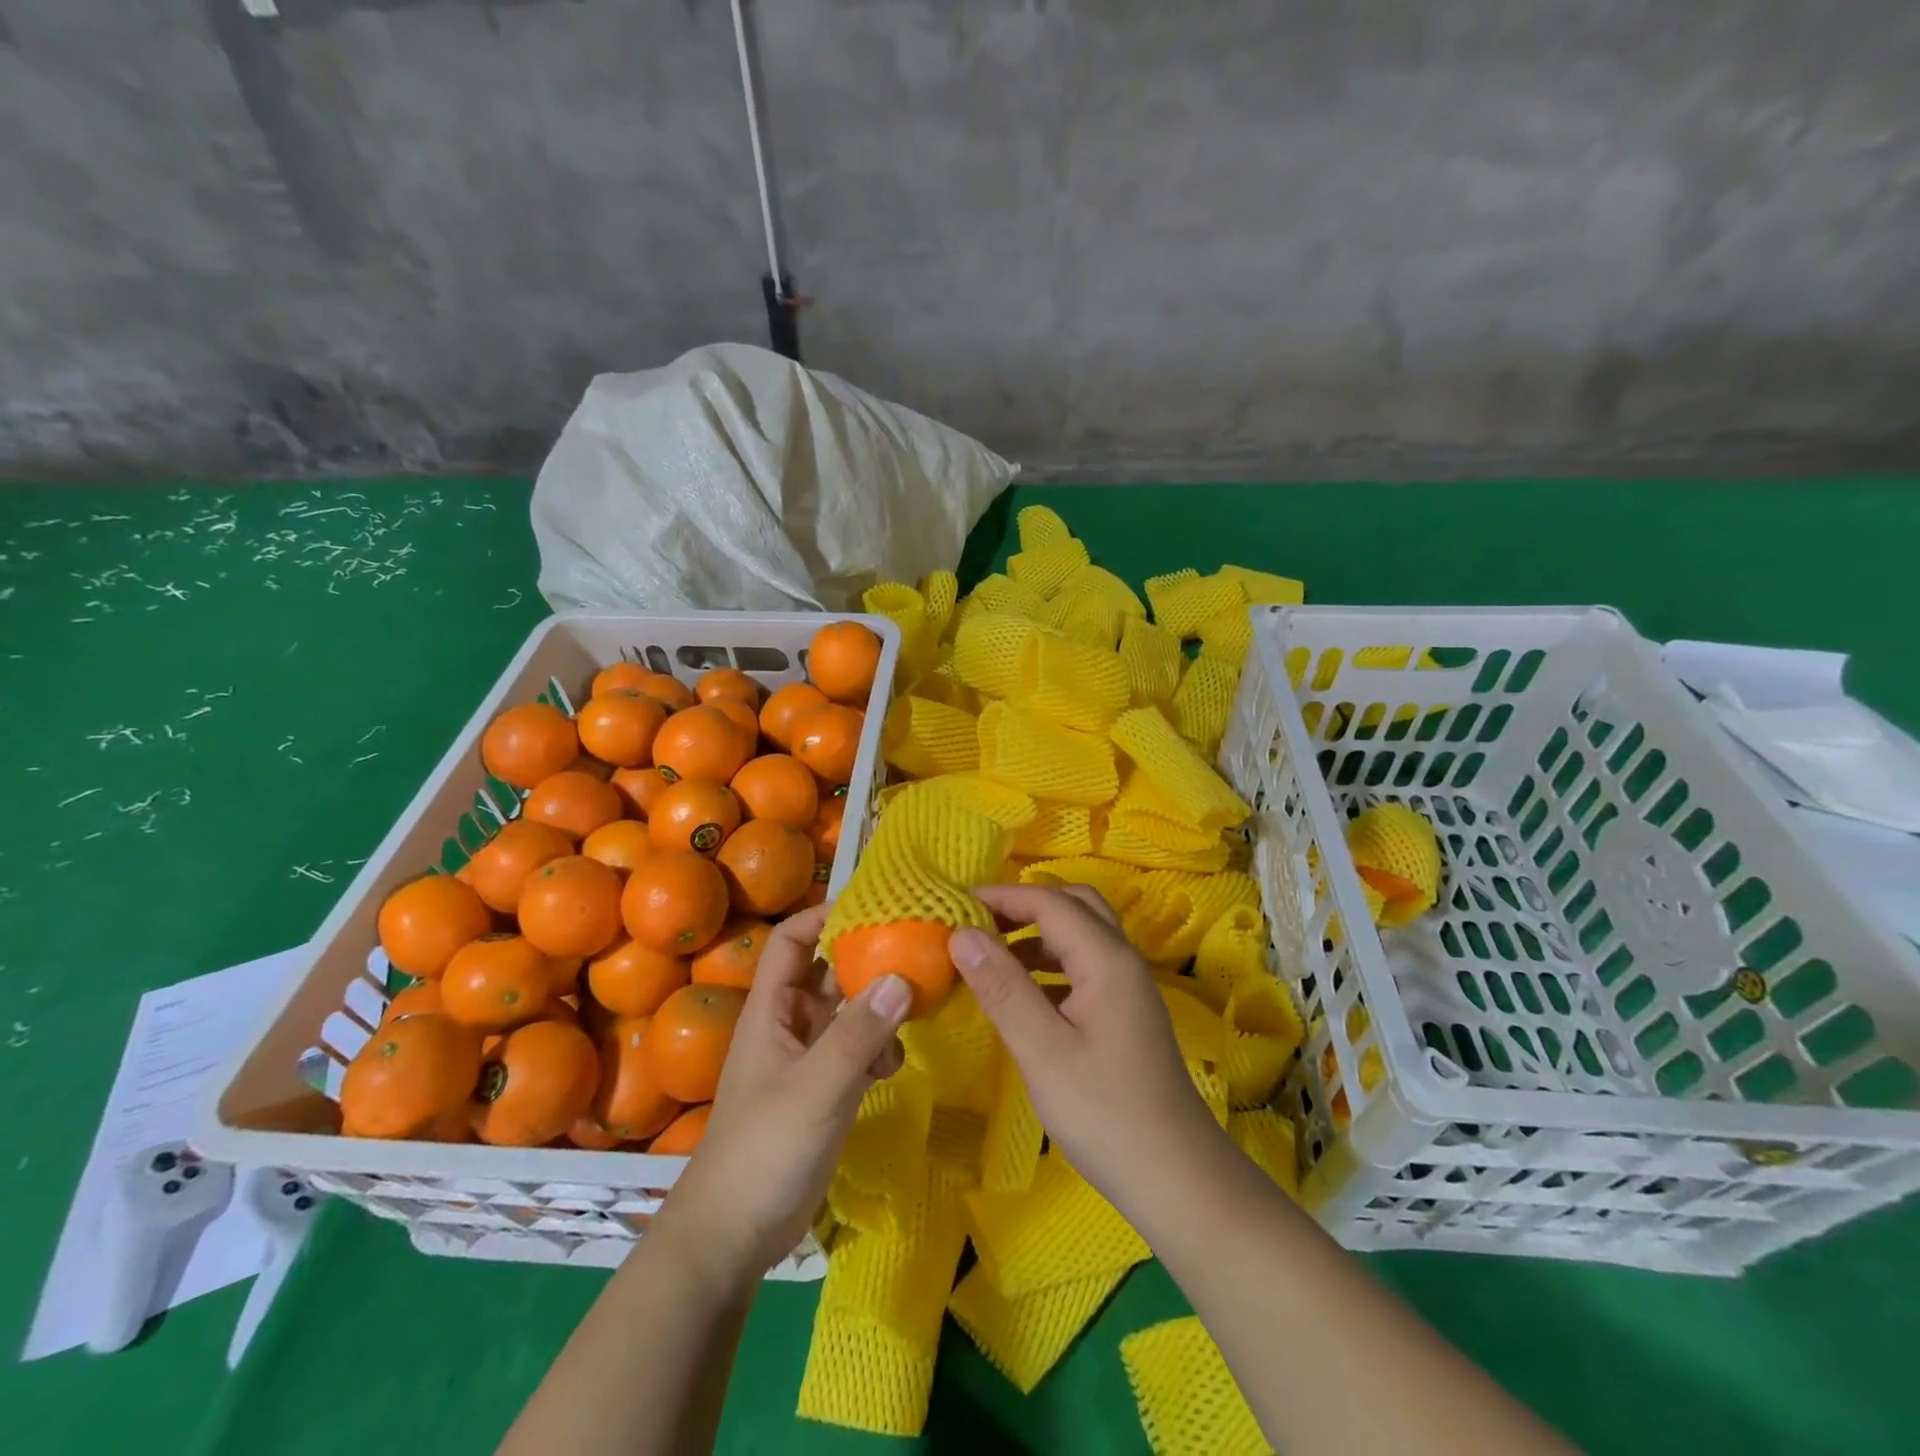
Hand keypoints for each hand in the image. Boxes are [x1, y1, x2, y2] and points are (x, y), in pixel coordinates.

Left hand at [662, 904, 909, 1280]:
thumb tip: (902, 977)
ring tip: (912, 1015)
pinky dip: (878, 1049)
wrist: (734, 1236)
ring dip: (878, 1009)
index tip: (873, 907)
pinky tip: (893, 1069)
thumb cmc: (764, 1149)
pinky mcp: (824, 1089)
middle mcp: (789, 1023)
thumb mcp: (816, 1087)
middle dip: (866, 960)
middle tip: (914, 953)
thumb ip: (858, 1034)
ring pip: (848, 1011)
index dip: (824, 915)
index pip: (791, 940)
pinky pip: (856, 1049)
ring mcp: (807, 1057)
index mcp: (772, 1009)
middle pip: (828, 971)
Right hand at [948, 884, 1224, 1220]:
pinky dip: (1050, 964)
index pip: (1050, 902)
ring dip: (1037, 934)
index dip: (1002, 896)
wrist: (1176, 1177)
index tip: (954, 906)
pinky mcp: (1124, 1013)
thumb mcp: (1043, 1051)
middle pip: (1074, 906)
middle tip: (979, 924)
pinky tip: (1022, 994)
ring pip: (1080, 936)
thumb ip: (1002, 987)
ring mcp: (1127, 987)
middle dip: (1024, 906)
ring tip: (990, 955)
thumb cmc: (1104, 1113)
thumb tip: (961, 934)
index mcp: (1106, 959)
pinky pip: (1083, 967)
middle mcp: (1121, 960)